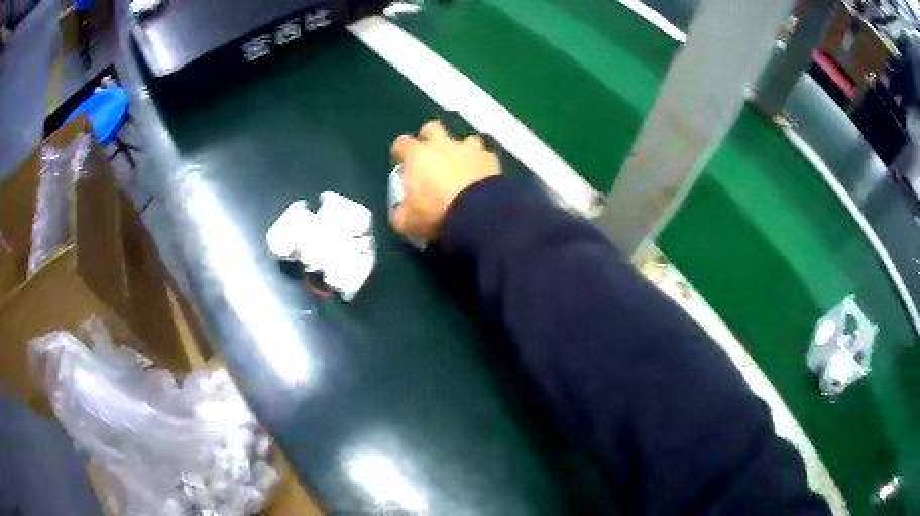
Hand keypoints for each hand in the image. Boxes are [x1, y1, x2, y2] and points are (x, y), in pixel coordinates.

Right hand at [390, 120, 500, 241]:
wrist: (478, 214)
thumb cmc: (435, 213)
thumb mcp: (407, 222)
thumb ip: (401, 213)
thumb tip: (401, 213)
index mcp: (417, 155)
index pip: (402, 143)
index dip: (400, 152)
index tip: (402, 163)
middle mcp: (442, 145)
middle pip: (432, 127)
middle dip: (430, 137)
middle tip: (431, 156)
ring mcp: (469, 149)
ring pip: (465, 139)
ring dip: (462, 150)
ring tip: (462, 168)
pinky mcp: (491, 159)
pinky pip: (486, 156)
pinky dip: (483, 165)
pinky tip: (483, 178)